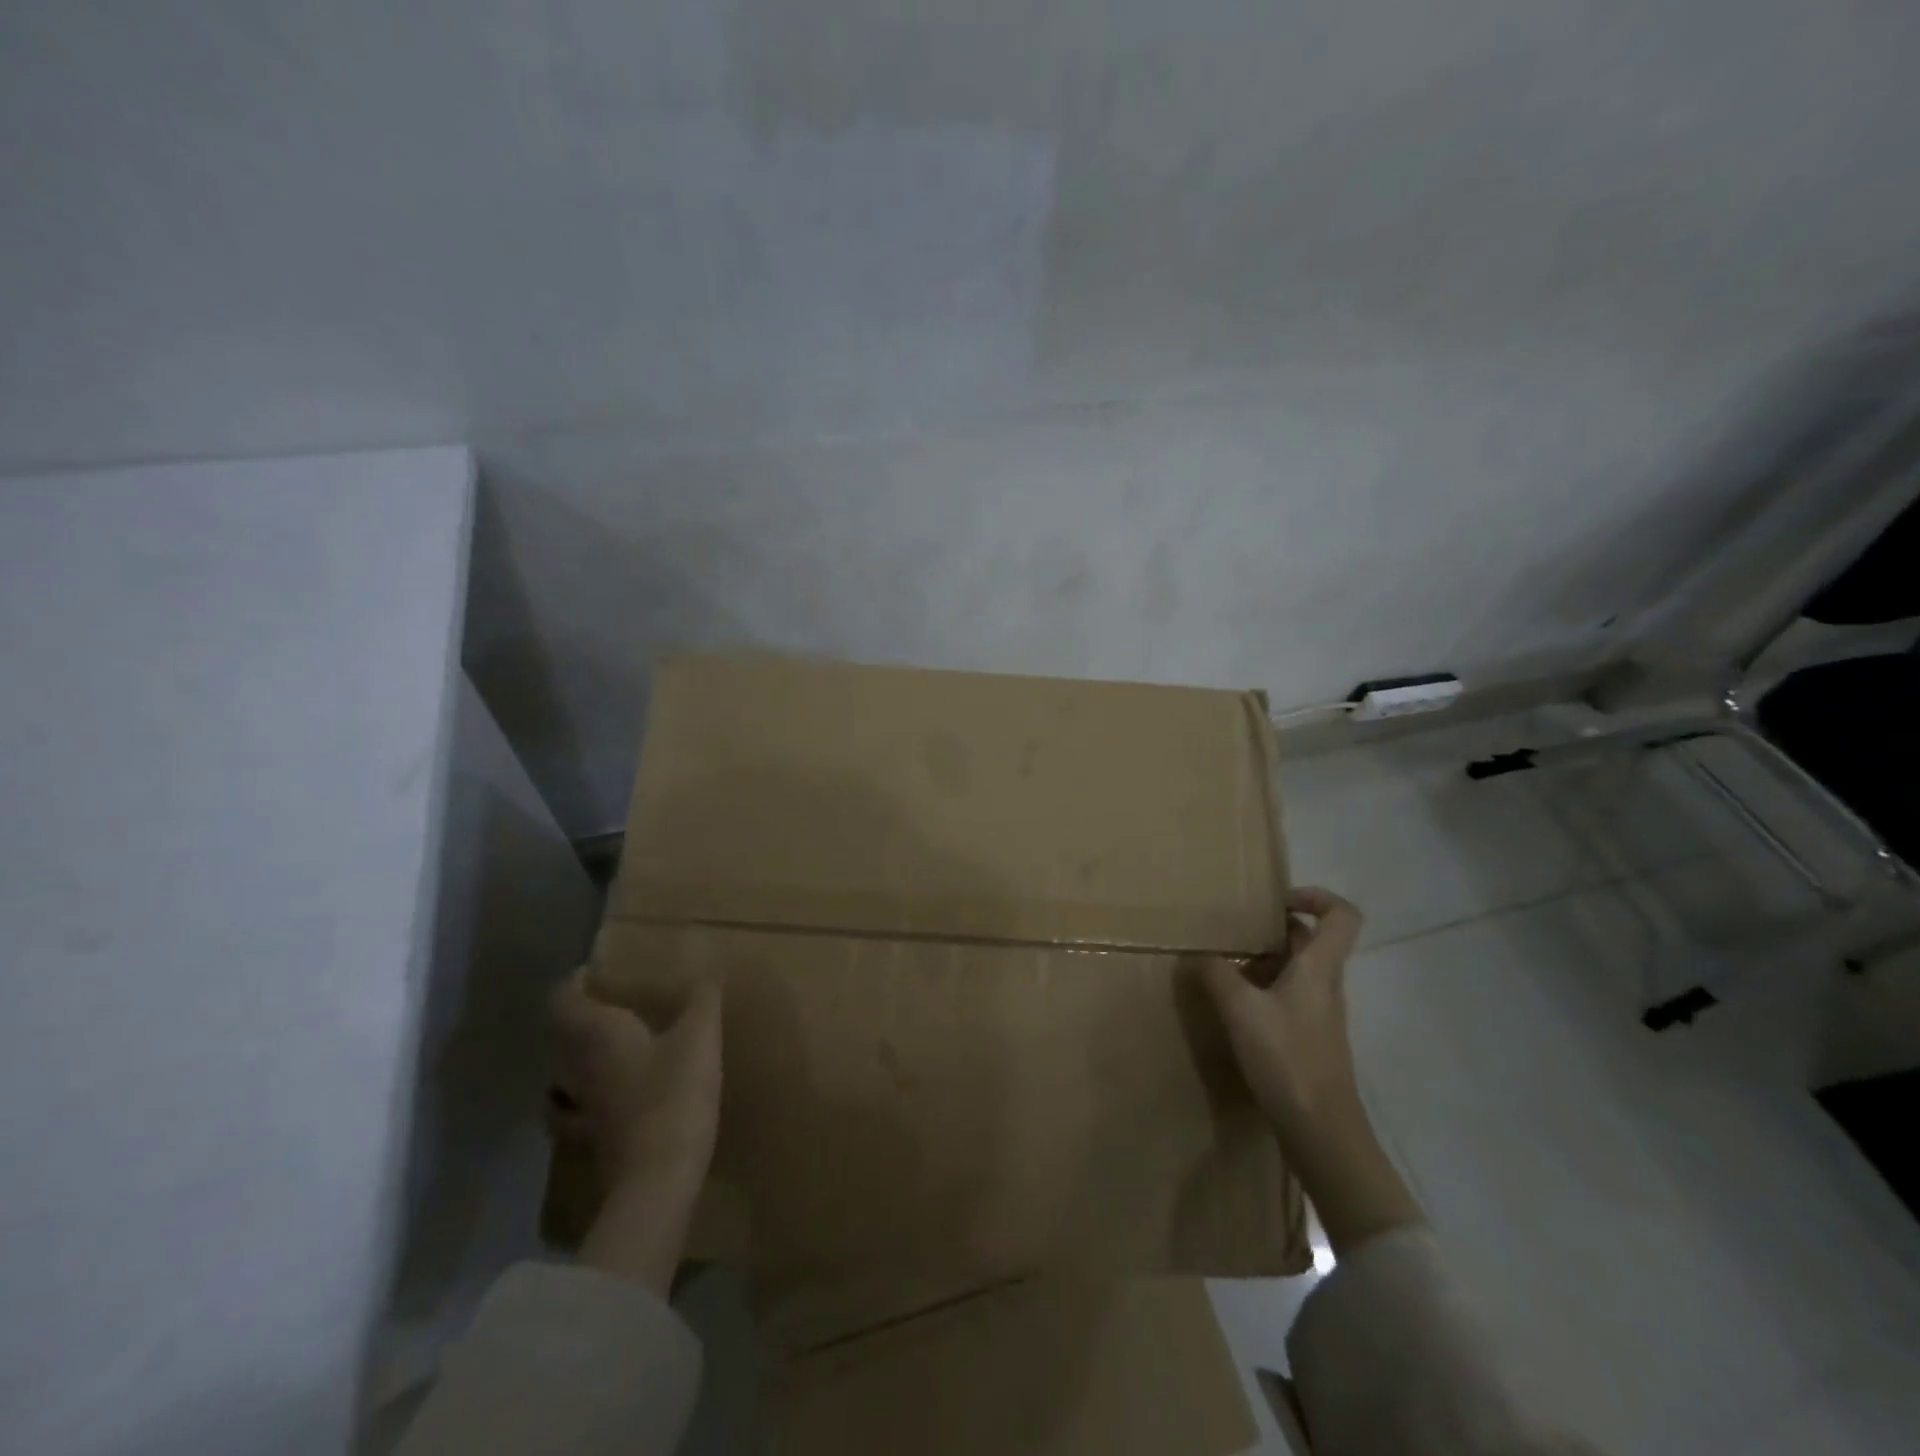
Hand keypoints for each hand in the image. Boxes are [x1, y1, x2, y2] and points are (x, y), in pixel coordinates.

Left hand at [548, 969, 722, 1197]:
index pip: (564, 1000)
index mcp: (599, 1035)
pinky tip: (605, 1101)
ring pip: (563, 1076)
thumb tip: (708, 967)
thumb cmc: (675, 1094)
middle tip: (609, 1003)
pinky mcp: (594, 1140)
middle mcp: (580, 1068)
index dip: (573, 983)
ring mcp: (583, 1108)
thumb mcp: (699, 1037)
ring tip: (603, 1049)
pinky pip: (577, 1113)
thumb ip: (702, 999)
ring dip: (575, 1060)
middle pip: (561, 1037)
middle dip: (579, 1018)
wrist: (658, 1178)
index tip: (594, 971)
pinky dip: (582, 1102)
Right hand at [1202, 887, 1422, 1254]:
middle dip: (1272, 928)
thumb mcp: (1241, 1010)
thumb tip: (1196, 953)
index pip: (1342, 916)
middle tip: (1232, 929)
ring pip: (1295, 970)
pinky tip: (1232, 1006)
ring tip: (1223, 963)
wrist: (1322, 1132)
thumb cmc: (1288, 1060)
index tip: (1275, 900)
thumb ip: (1216, 974)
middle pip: (1310, 941)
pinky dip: (1261, 991)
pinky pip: (1287, 998)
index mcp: (1319, 969)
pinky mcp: (1308, 1040)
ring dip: (1263, 960)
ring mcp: (1319, 1015)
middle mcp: (1325, 985)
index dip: (1315, 896)